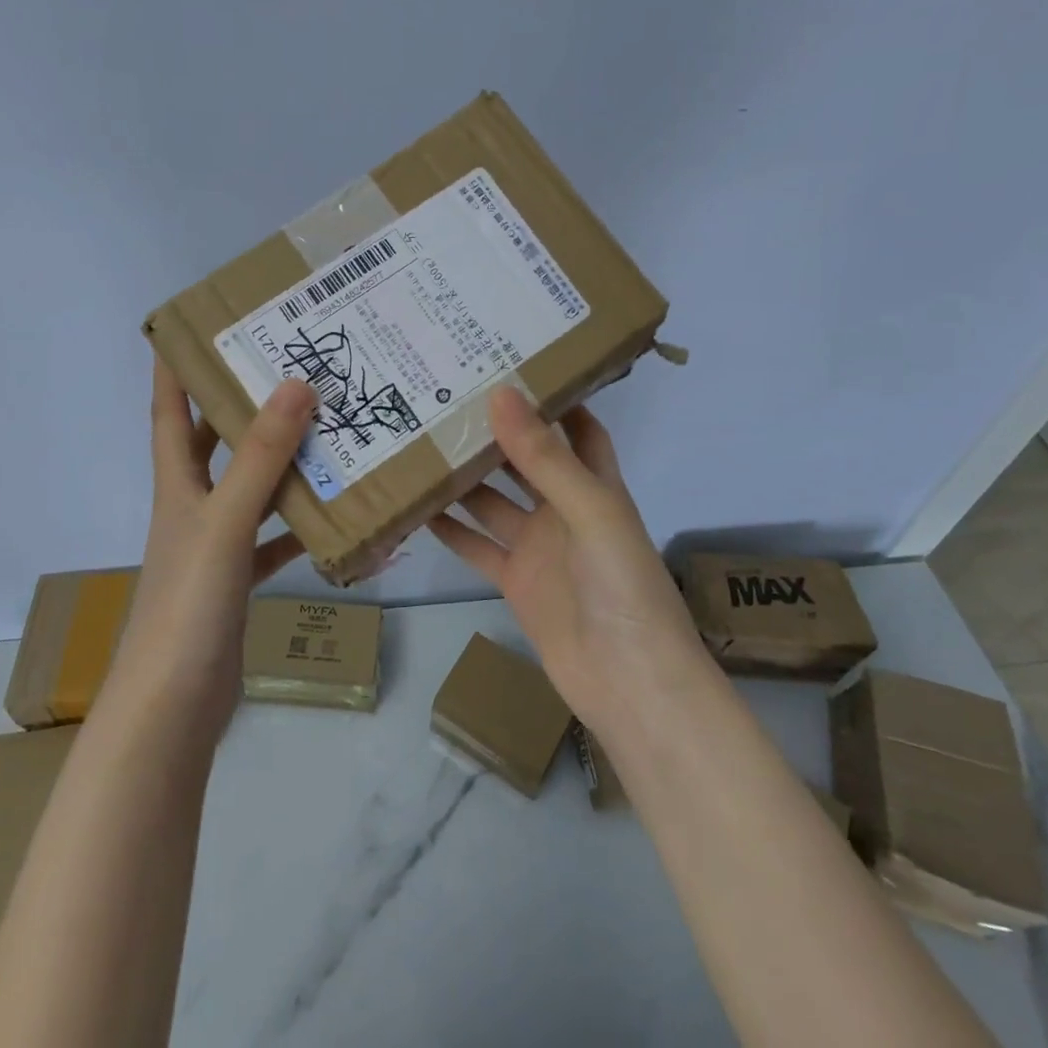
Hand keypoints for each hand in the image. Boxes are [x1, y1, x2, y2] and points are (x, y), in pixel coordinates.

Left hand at [110, 359, 315, 732]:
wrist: (173, 707)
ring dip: (281, 461)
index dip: (174, 368)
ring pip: (251, 487)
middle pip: (213, 442)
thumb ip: (260, 457)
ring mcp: (216, 544)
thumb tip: (295, 385)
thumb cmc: (189, 604)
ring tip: (326, 428)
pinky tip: (337, 514)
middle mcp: (193, 506)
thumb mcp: (225, 522)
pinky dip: (300, 525)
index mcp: (177, 484)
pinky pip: (274, 538)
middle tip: (285, 367)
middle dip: (239, 404)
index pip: (168, 411)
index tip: (192, 327)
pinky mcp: (238, 579)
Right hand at [429, 387, 708, 734]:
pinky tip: (418, 506)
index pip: (578, 428)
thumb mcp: (590, 511)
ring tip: (423, 440)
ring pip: (494, 500)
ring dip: (466, 477)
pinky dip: (451, 529)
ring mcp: (538, 546)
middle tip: (449, 396)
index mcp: (595, 485)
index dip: (555, 398)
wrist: (629, 683)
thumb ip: (544, 457)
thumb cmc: (623, 586)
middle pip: (527, 460)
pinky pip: (477, 545)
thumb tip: (501, 394)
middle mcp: (565, 509)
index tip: (514, 364)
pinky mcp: (515, 581)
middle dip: (497, 431)